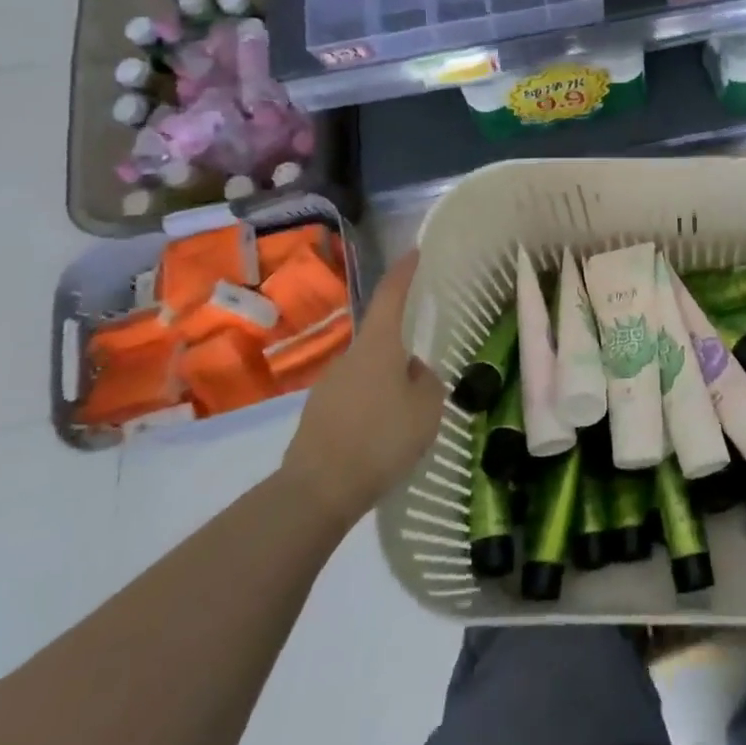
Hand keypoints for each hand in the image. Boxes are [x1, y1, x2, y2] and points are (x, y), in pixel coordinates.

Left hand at [282, 249, 444, 530]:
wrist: (317, 491)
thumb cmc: (381, 439)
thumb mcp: (427, 408)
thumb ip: (427, 382)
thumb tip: (414, 372)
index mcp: (378, 346)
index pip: (391, 295)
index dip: (404, 272)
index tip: (415, 252)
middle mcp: (349, 357)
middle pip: (382, 340)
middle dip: (403, 352)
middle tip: (426, 378)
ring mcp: (328, 385)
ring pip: (369, 373)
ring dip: (388, 385)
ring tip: (406, 418)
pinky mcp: (318, 415)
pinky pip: (355, 400)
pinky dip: (372, 409)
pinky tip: (382, 439)